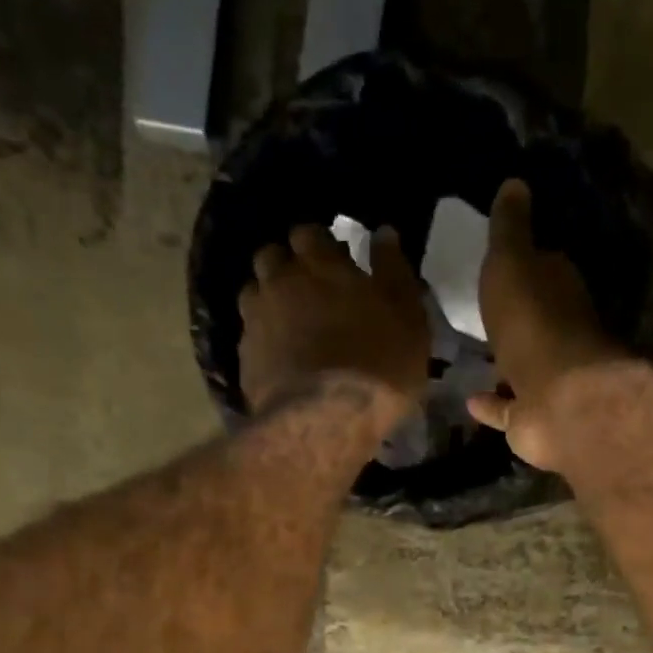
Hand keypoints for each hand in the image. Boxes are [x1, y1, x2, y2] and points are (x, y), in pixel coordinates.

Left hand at [238, 224, 428, 417]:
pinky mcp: (245, 357)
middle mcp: (280, 281)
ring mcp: (256, 319)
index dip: (319, 245)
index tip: (333, 261)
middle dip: (287, 266)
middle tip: (308, 291)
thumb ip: (394, 271)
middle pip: (272, 256)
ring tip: (289, 324)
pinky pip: (250, 335)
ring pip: (253, 293)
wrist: (326, 420)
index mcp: (320, 263)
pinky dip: (262, 339)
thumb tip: (383, 233)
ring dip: (269, 300)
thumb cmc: (379, 365)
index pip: (309, 233)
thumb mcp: (407, 318)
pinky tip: (279, 357)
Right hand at [467, 180, 626, 469]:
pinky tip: (469, 399)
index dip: (523, 262)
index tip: (498, 260)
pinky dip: (491, 404)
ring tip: (470, 356)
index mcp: (558, 291)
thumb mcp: (513, 264)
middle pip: (533, 320)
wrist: (557, 400)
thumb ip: (510, 230)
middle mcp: (557, 335)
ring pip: (520, 367)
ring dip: (502, 363)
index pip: (544, 269)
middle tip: (479, 310)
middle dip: (513, 316)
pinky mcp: (532, 419)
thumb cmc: (533, 324)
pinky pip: (507, 408)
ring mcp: (546, 381)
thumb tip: (514, 184)